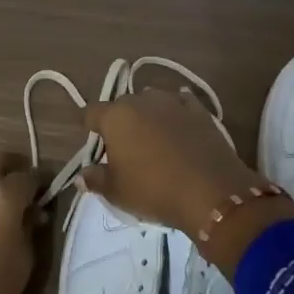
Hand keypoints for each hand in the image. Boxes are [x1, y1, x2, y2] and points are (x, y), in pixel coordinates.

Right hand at [82, 88, 261, 238]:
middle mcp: (143, 100)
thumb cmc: (154, 190)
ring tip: (152, 137)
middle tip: (123, 146)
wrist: (211, 192)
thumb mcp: (117, 192)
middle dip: (119, 120)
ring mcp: (174, 102)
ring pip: (152, 102)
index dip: (89, 126)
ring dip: (148, 115)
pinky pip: (180, 105)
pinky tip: (178, 127)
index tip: (93, 141)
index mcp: (116, 116)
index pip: (91, 112)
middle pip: (122, 105)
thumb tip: (82, 175)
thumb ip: (96, 179)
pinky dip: (175, 114)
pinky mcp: (201, 111)